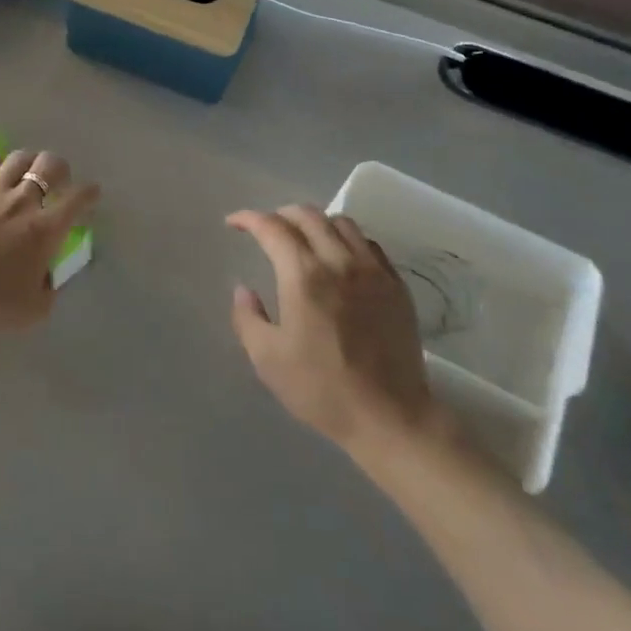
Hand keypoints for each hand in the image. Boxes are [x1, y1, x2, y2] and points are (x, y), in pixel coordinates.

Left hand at [0, 151, 98, 337]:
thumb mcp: (35, 309)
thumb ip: (48, 287)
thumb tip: (47, 275)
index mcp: (46, 229)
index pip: (77, 199)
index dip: (89, 192)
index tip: (92, 193)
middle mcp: (23, 201)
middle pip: (49, 165)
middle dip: (59, 168)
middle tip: (58, 178)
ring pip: (18, 158)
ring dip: (28, 162)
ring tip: (27, 170)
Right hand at [229, 206, 436, 449]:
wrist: (390, 417)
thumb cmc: (322, 389)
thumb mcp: (267, 359)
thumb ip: (247, 317)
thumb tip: (243, 289)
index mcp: (303, 275)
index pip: (271, 227)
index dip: (248, 218)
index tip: (233, 223)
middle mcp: (338, 261)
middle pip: (307, 215)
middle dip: (280, 214)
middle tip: (266, 229)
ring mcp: (372, 271)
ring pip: (341, 222)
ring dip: (315, 222)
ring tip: (303, 238)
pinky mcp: (396, 285)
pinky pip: (368, 244)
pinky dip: (346, 239)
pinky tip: (340, 258)